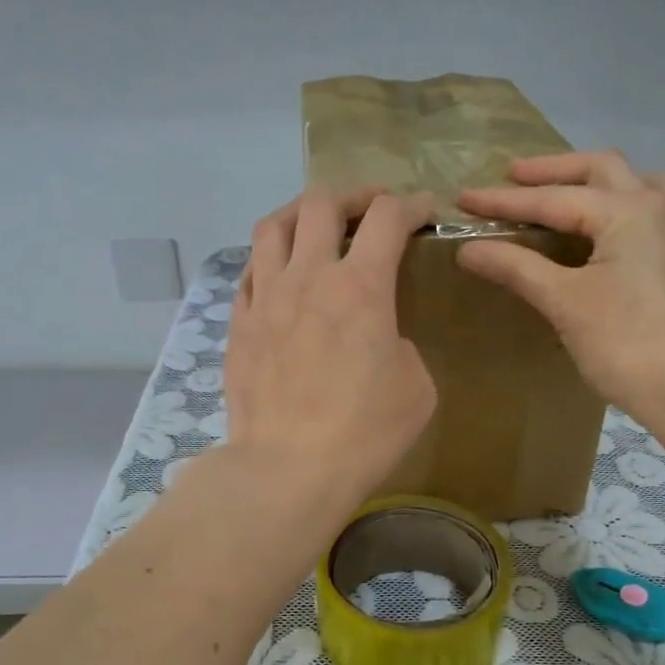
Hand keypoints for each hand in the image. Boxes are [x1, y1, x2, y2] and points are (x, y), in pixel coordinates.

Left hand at [222, 188, 436, 520]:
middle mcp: (309, 277)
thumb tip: (379, 338)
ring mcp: (266, 299)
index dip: (412, 204)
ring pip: (274, 226)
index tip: (425, 212)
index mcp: (362, 287)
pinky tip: (280, 275)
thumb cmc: (365, 433)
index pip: (388, 217)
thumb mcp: (416, 388)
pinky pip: (249, 271)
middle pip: (322, 202)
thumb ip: (402, 344)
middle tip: (370, 211)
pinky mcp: (239, 325)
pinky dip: (270, 259)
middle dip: (354, 195)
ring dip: (301, 215)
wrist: (289, 469)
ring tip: (315, 227)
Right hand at [457, 151, 664, 418]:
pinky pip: (642, 209)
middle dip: (551, 171)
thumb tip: (467, 249)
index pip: (552, 199)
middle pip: (598, 169)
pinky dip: (615, 204)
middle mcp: (652, 208)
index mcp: (626, 211)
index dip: (503, 201)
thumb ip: (516, 267)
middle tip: (511, 177)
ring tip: (560, 190)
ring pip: (631, 182)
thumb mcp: (563, 301)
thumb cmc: (623, 341)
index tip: (463, 199)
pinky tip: (599, 227)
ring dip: (592, 179)